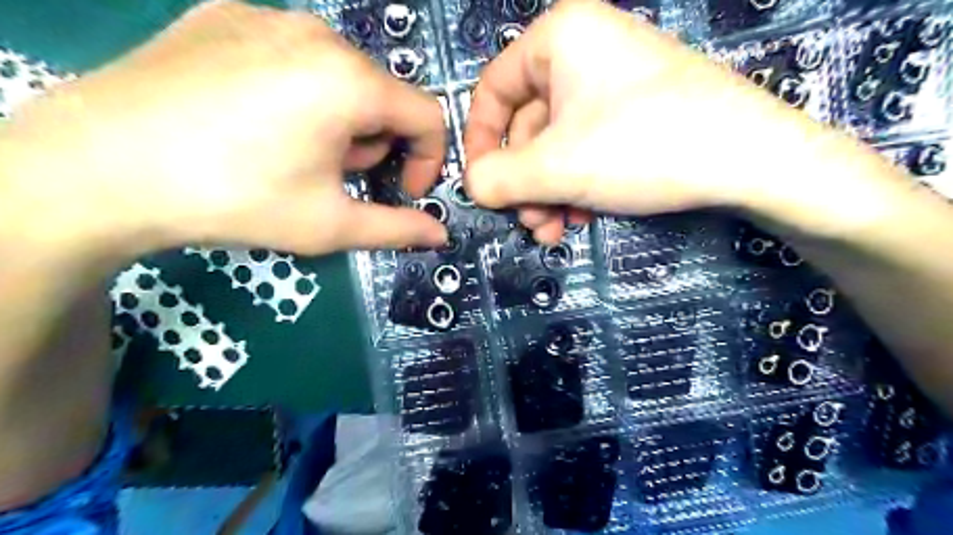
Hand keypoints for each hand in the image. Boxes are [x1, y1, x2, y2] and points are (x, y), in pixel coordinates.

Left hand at [1, 0, 447, 259]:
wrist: (99, 168)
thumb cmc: (235, 199)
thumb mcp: (330, 224)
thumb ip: (397, 228)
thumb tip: (439, 236)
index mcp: (351, 82)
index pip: (427, 115)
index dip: (427, 159)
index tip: (402, 190)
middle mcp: (318, 34)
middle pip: (382, 95)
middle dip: (374, 143)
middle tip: (334, 177)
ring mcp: (266, 16)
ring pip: (339, 73)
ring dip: (339, 118)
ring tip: (293, 151)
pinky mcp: (223, 14)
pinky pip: (291, 54)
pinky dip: (297, 90)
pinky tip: (255, 120)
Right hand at [461, 0, 848, 242]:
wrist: (752, 160)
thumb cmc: (642, 147)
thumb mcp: (556, 168)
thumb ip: (498, 179)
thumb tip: (472, 186)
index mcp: (559, 38)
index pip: (492, 90)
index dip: (480, 142)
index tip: (483, 185)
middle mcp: (584, 50)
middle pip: (527, 125)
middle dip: (524, 183)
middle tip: (529, 222)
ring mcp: (613, 82)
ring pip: (556, 144)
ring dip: (547, 192)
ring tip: (555, 230)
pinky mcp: (636, 111)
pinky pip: (586, 146)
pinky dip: (576, 185)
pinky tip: (582, 217)